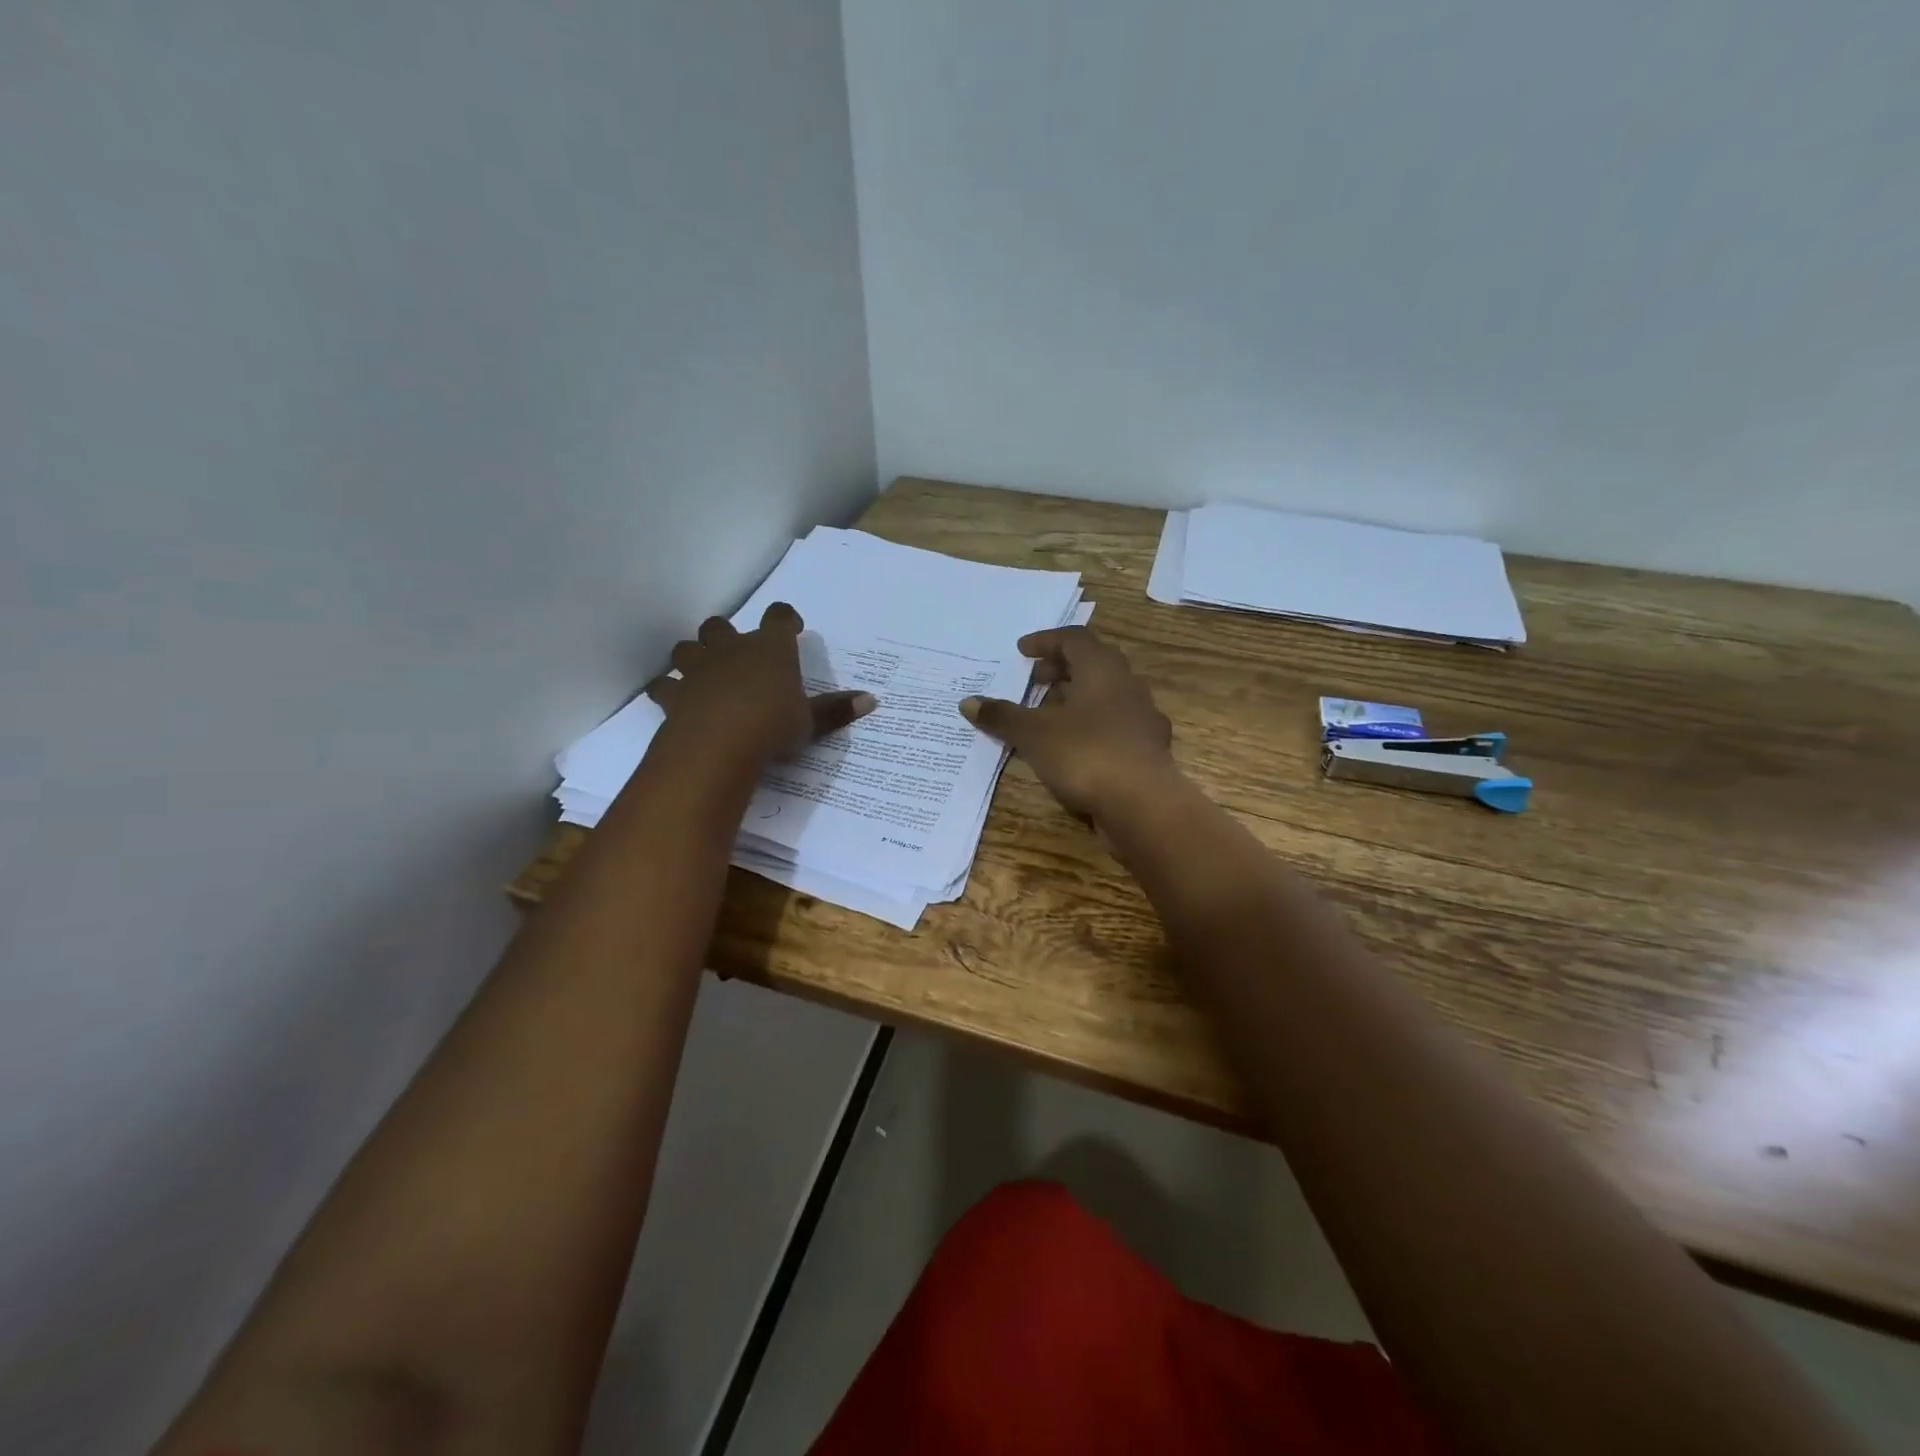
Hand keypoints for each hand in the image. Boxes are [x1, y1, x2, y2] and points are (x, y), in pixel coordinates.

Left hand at [646, 603, 875, 764]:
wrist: (719, 745)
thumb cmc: (773, 725)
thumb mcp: (810, 722)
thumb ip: (835, 710)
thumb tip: (871, 700)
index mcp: (771, 649)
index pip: (779, 616)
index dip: (785, 619)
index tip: (792, 629)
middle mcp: (732, 649)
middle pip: (721, 625)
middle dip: (726, 635)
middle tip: (738, 654)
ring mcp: (698, 669)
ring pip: (687, 648)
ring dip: (694, 656)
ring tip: (703, 673)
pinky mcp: (674, 694)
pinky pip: (664, 685)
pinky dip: (669, 690)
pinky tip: (675, 700)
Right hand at [958, 626, 1174, 818]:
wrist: (1142, 804)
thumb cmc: (1085, 754)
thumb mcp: (1034, 734)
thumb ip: (1002, 716)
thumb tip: (968, 702)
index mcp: (1102, 669)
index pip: (1074, 639)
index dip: (1045, 641)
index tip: (1021, 652)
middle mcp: (1127, 685)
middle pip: (1093, 664)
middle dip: (1061, 669)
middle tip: (1034, 681)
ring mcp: (1142, 717)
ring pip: (1106, 695)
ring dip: (1076, 699)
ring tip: (1048, 716)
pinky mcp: (1147, 748)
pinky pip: (1114, 725)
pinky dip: (1090, 726)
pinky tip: (1073, 748)